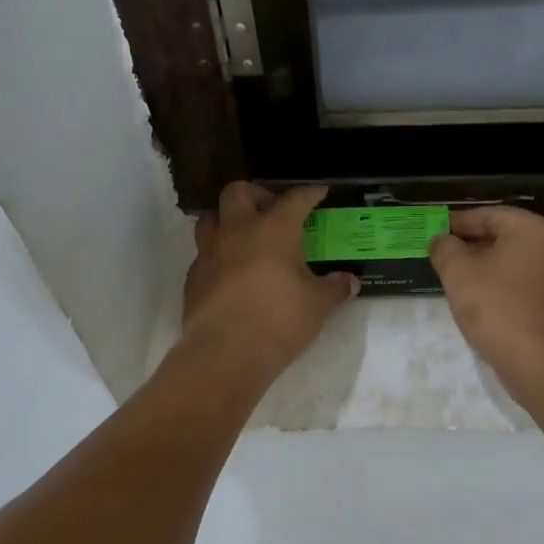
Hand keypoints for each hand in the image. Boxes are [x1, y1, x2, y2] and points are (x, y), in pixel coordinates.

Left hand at [182, 183, 359, 375]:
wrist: (226, 352)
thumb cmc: (279, 319)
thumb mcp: (317, 305)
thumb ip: (334, 288)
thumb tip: (350, 282)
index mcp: (273, 229)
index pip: (294, 199)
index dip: (309, 193)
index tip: (318, 192)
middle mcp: (237, 231)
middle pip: (237, 191)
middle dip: (256, 194)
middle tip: (271, 209)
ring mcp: (209, 252)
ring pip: (210, 218)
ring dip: (227, 220)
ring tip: (244, 236)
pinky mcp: (193, 277)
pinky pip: (203, 254)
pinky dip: (217, 255)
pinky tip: (230, 273)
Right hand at [429, 206, 543, 397]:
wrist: (539, 360)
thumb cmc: (496, 306)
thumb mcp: (458, 273)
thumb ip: (445, 249)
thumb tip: (440, 241)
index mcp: (531, 230)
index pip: (490, 214)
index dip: (460, 222)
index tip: (436, 231)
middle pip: (504, 236)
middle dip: (471, 244)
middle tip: (443, 253)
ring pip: (513, 260)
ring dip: (484, 265)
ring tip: (455, 276)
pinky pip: (522, 281)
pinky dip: (500, 283)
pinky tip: (478, 298)